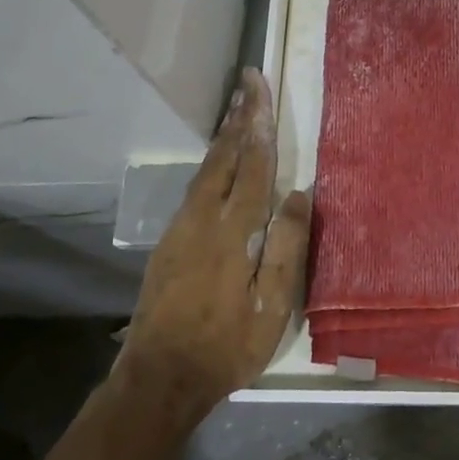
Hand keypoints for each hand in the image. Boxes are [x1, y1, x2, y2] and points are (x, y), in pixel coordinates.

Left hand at [112, 67, 310, 423]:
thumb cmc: (226, 345)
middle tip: (247, 82)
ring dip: (223, 137)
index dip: (257, 124)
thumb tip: (300, 194)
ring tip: (236, 112)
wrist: (159, 377)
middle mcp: (201, 219)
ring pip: (205, 170)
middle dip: (237, 117)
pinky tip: (217, 165)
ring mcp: (180, 229)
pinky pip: (195, 189)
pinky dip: (211, 164)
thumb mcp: (272, 306)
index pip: (251, 165)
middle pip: (222, 157)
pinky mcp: (169, 243)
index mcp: (232, 231)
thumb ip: (287, 247)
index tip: (258, 88)